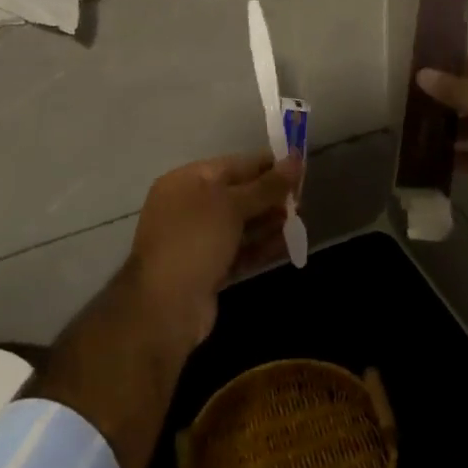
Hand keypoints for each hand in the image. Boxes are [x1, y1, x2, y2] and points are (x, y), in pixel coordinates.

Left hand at [124, 151, 302, 348]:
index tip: (301, 168)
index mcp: (187, 181)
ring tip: (300, 222)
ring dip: (270, 222)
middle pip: (239, 194)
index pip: (235, 165)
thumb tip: (296, 159)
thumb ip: (267, 185)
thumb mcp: (233, 205)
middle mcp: (190, 206)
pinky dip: (262, 246)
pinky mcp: (207, 268)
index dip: (268, 165)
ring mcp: (197, 240)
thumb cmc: (195, 241)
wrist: (164, 307)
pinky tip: (288, 244)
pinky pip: (239, 250)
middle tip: (302, 200)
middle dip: (271, 196)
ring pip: (241, 224)